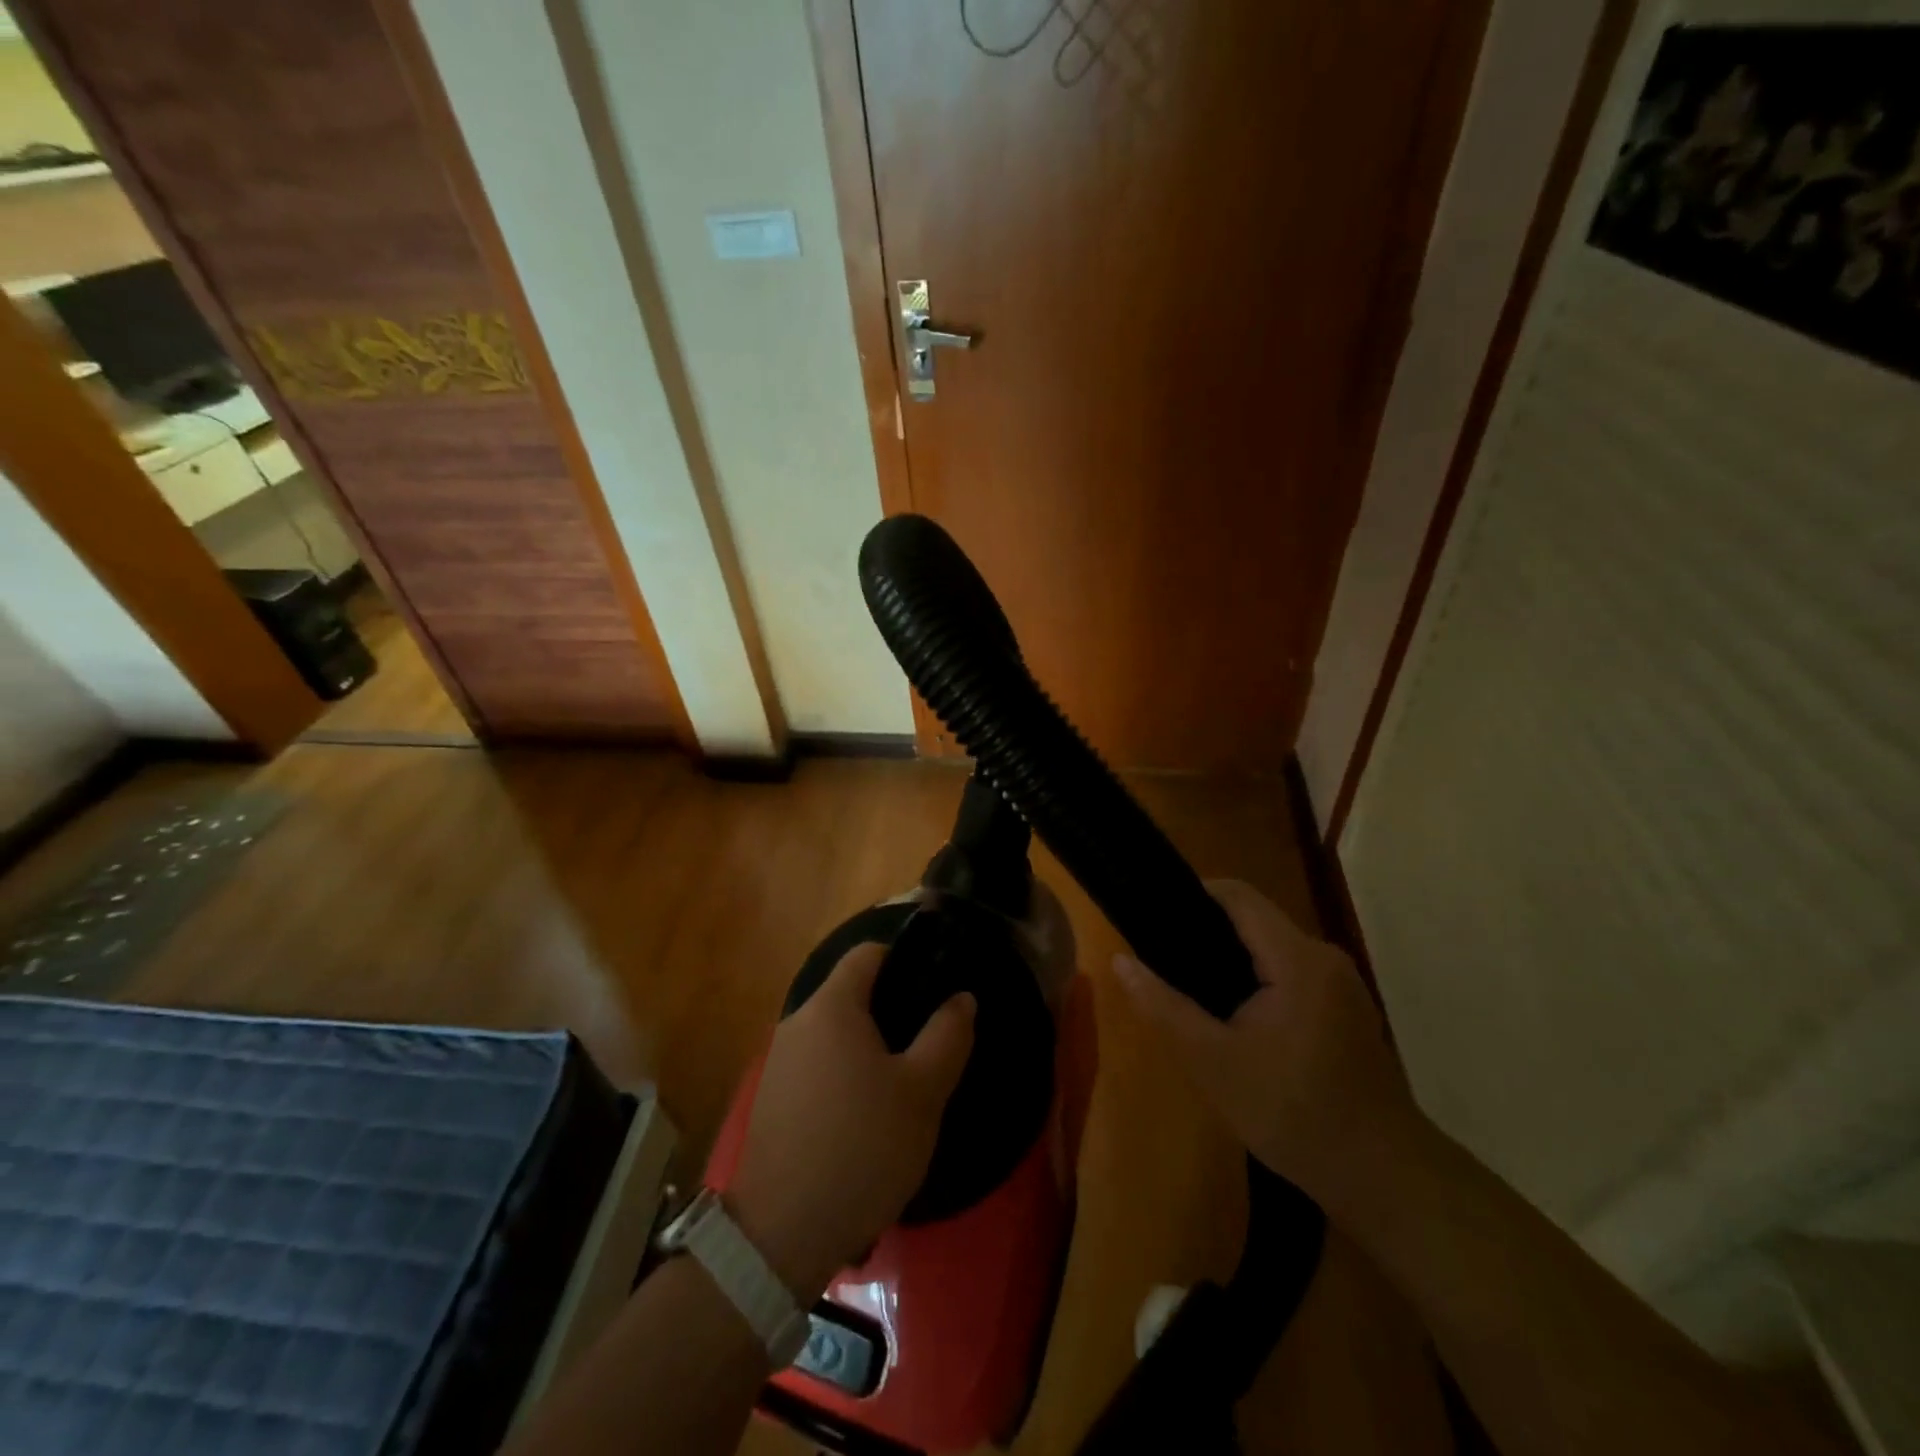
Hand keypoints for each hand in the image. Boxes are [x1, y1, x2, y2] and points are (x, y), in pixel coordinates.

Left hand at [730, 943, 975, 1299]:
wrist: (784, 1233)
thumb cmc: (863, 1146)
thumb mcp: (923, 1092)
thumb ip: (947, 1035)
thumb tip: (961, 998)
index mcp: (831, 1006)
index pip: (867, 954)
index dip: (904, 959)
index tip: (935, 986)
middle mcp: (797, 1021)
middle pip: (850, 994)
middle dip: (891, 1010)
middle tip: (929, 1043)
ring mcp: (778, 1062)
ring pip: (834, 1034)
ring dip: (869, 1048)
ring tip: (904, 1084)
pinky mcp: (770, 1100)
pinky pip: (817, 1066)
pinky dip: (844, 1075)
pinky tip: (866, 1118)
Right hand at [1113, 879, 1414, 1204]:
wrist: (1381, 1177)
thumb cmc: (1293, 1114)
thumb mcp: (1213, 1062)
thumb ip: (1164, 1007)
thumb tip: (1119, 961)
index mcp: (1297, 959)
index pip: (1238, 896)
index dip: (1193, 894)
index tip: (1152, 914)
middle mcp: (1323, 957)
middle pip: (1255, 919)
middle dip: (1206, 931)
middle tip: (1162, 958)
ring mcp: (1340, 983)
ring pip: (1272, 947)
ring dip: (1230, 958)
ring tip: (1188, 985)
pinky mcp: (1345, 1007)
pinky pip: (1290, 971)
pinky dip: (1256, 979)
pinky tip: (1232, 1014)